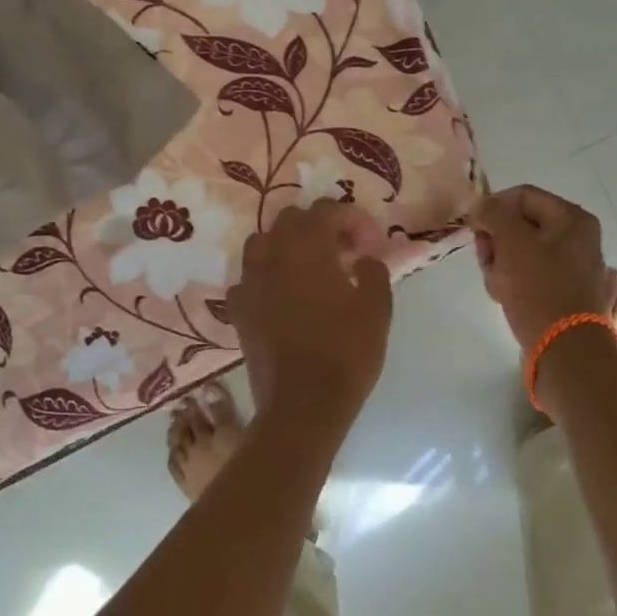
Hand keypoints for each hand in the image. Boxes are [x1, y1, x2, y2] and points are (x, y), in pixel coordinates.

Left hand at [227, 199, 392, 428]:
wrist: (303, 405)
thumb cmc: (346, 353)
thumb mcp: (377, 309)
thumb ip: (374, 272)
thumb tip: (364, 259)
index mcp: (308, 248)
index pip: (326, 210)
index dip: (351, 219)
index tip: (368, 244)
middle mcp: (273, 256)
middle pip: (290, 219)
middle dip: (318, 226)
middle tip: (343, 251)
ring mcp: (250, 283)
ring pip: (262, 243)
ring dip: (287, 246)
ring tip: (309, 269)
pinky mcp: (239, 310)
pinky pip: (248, 278)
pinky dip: (266, 278)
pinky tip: (282, 296)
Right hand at [471, 185, 616, 352]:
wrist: (566, 349)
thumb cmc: (539, 288)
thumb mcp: (512, 242)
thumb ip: (494, 214)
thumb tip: (483, 204)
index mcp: (572, 218)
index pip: (522, 196)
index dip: (493, 207)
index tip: (474, 228)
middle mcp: (577, 238)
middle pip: (521, 224)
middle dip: (496, 240)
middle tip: (486, 260)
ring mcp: (572, 266)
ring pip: (522, 251)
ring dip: (500, 263)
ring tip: (496, 284)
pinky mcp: (563, 291)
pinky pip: (530, 275)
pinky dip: (513, 282)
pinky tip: (504, 297)